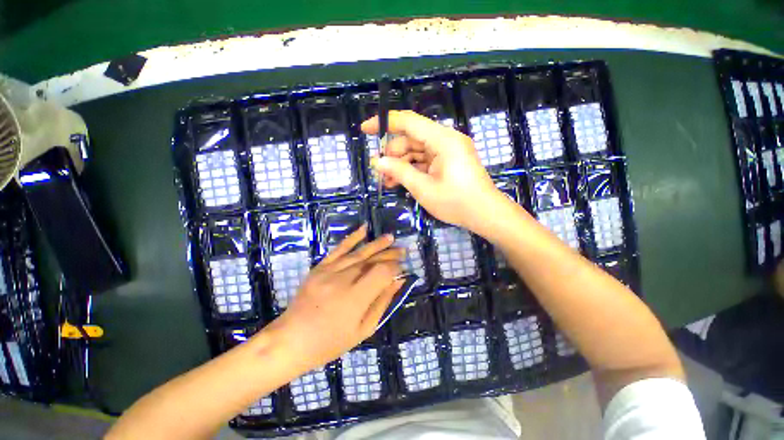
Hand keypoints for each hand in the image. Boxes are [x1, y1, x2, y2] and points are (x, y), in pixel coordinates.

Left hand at [264, 226, 403, 373]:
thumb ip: (382, 302)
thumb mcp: (363, 330)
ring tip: (390, 237)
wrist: (290, 341)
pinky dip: (352, 238)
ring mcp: (328, 271)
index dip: (394, 268)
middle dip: (389, 255)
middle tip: (402, 251)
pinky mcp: (319, 267)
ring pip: (359, 253)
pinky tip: (364, 229)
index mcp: (354, 299)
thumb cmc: (330, 342)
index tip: (401, 269)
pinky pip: (338, 249)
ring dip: (376, 244)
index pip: (382, 273)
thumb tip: (398, 281)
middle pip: (371, 261)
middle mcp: (342, 280)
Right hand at [362, 110, 506, 232]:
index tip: (365, 130)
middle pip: (411, 138)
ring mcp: (448, 151)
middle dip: (392, 153)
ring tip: (387, 181)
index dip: (385, 123)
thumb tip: (378, 161)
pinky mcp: (448, 162)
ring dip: (401, 164)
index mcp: (443, 140)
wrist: (485, 215)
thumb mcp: (423, 188)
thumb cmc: (456, 202)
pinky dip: (412, 169)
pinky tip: (399, 181)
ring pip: (416, 151)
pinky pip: (425, 160)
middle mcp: (446, 140)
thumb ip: (399, 171)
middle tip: (378, 170)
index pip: (408, 121)